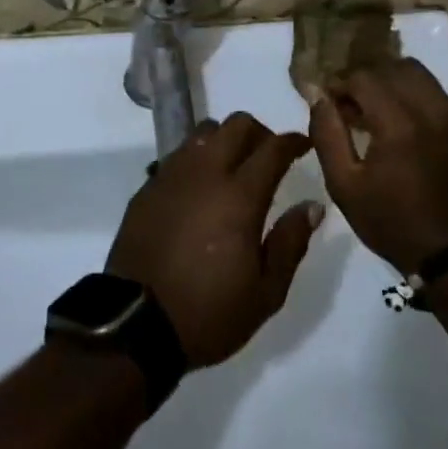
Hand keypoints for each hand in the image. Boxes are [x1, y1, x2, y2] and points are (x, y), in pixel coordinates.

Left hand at [108, 114, 323, 368]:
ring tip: (233, 169)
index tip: (306, 145)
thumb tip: (312, 206)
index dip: (294, 141)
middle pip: (237, 124)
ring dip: (225, 140)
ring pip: (204, 132)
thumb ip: (290, 243)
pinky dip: (197, 158)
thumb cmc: (208, 312)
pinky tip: (200, 188)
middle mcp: (205, 172)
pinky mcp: (148, 186)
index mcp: (239, 196)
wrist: (135, 325)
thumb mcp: (265, 293)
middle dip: (260, 133)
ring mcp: (172, 174)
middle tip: (270, 157)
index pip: (273, 148)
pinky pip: (178, 154)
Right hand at [310, 60, 447, 275]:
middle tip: (353, 104)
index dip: (342, 85)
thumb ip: (327, 133)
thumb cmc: (389, 221)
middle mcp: (434, 111)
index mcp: (400, 124)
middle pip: (395, 67)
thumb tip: (318, 95)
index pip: (365, 78)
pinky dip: (415, 100)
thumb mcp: (343, 184)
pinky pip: (438, 97)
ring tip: (378, 112)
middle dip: (369, 79)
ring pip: (420, 76)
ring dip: (393, 84)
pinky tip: (404, 127)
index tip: (331, 103)